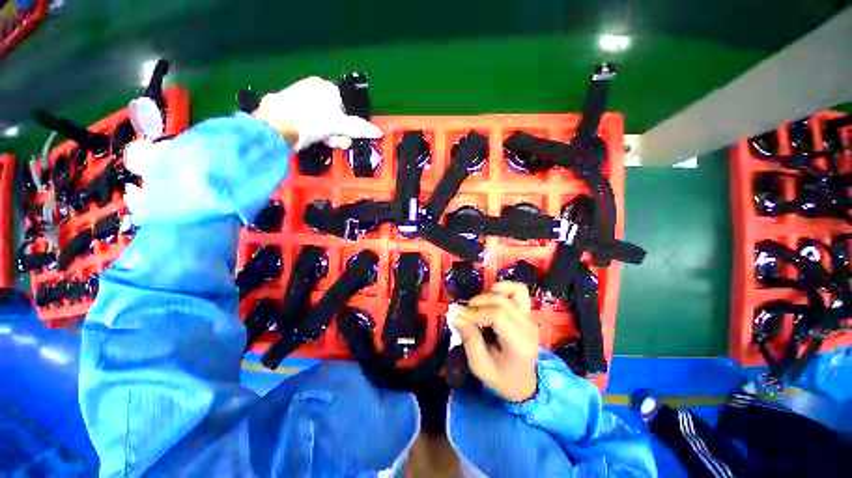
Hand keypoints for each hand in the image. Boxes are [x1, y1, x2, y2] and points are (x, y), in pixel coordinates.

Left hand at [252, 76, 382, 150]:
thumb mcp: (339, 125)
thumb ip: (359, 128)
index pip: (344, 105)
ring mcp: (297, 98)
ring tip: (326, 142)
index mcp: (324, 86)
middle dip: (338, 131)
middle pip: (333, 114)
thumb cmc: (310, 121)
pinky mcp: (287, 110)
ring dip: (328, 134)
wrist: (276, 128)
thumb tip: (377, 132)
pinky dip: (313, 132)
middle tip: (338, 142)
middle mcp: (310, 88)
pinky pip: (308, 122)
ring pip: (321, 120)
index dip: (348, 123)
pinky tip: (312, 139)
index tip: (347, 135)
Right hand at [452, 282, 538, 401]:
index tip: (457, 315)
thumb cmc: (501, 378)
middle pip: (501, 302)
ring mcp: (529, 317)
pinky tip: (491, 294)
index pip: (497, 315)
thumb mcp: (480, 366)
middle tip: (463, 314)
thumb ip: (469, 339)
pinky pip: (519, 291)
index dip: (475, 312)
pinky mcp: (527, 312)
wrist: (524, 383)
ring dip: (488, 295)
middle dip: (477, 303)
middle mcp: (528, 327)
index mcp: (519, 344)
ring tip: (477, 306)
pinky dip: (504, 288)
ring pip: (510, 293)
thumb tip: (456, 316)